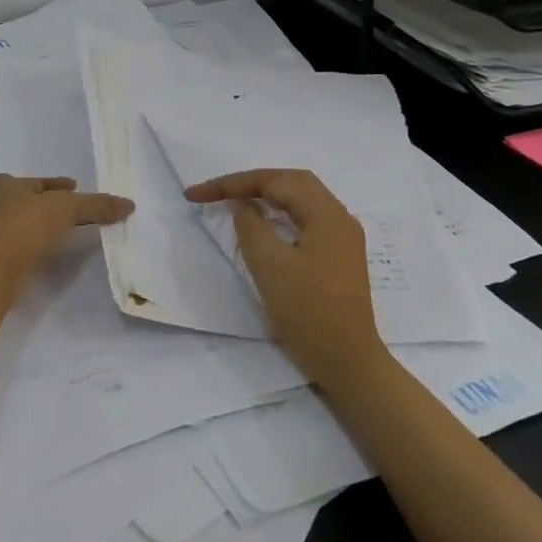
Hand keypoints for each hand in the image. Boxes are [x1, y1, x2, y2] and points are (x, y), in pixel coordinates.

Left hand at [0, 174, 133, 280]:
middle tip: (78, 213)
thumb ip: (96, 205)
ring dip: (44, 228)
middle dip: (51, 206)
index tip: (76, 189)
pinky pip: (20, 248)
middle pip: (30, 202)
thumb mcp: (66, 208)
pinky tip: (50, 253)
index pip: (38, 182)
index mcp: (2, 184)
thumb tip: (129, 204)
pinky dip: (36, 247)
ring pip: (24, 226)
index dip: (59, 185)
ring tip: (68, 235)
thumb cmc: (24, 226)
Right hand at [185, 169, 386, 391]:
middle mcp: (339, 218)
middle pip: (292, 182)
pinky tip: (262, 222)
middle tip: (215, 192)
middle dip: (251, 182)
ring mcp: (342, 238)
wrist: (346, 360)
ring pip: (301, 199)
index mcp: (327, 215)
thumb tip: (243, 204)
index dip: (233, 183)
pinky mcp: (337, 255)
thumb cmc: (307, 312)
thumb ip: (251, 225)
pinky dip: (279, 212)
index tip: (196, 194)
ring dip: (266, 194)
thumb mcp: (269, 265)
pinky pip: (305, 219)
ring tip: (233, 200)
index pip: (276, 181)